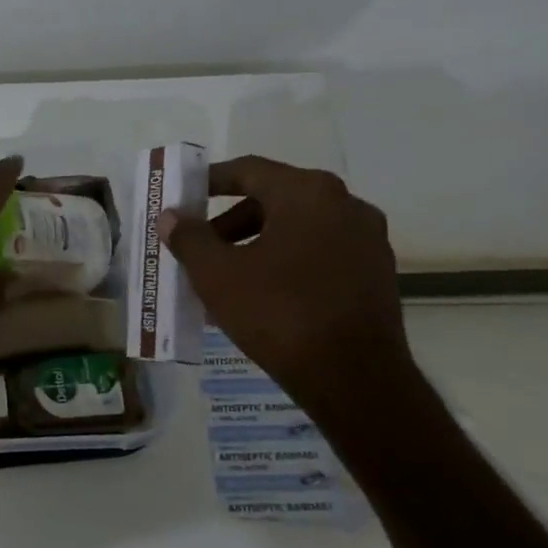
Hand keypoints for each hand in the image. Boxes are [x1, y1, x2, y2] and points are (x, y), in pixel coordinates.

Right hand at [157, 156, 413, 420]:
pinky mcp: (376, 275)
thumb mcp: (216, 274)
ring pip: (298, 229)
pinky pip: (319, 254)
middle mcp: (345, 205)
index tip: (183, 197)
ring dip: (257, 244)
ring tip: (225, 277)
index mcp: (307, 193)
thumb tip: (170, 217)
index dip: (209, 181)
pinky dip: (286, 262)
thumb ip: (189, 238)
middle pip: (274, 199)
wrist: (352, 376)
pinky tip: (261, 295)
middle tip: (199, 245)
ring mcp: (367, 240)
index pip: (248, 171)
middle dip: (230, 221)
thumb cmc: (277, 311)